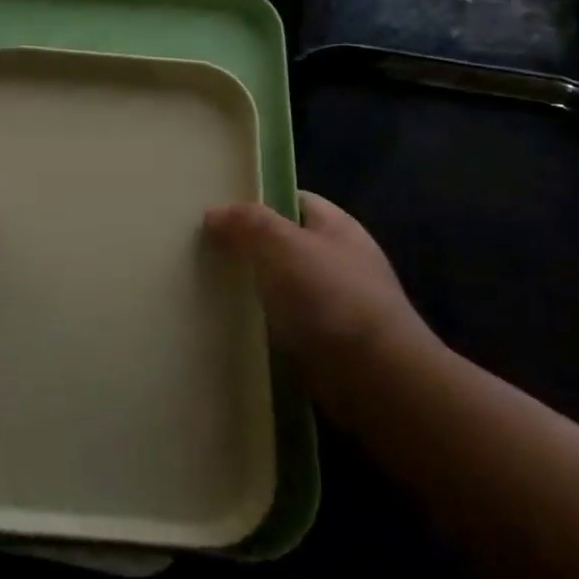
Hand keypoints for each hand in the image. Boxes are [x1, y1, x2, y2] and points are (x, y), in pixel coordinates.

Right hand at [204, 192, 439, 420]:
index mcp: (336, 226)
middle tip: (203, 252)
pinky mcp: (327, 343)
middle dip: (248, 248)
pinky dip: (263, 326)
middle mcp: (339, 260)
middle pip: (284, 244)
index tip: (218, 214)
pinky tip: (233, 329)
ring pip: (282, 287)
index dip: (257, 202)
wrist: (375, 377)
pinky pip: (285, 325)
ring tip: (208, 290)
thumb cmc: (329, 296)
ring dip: (252, 291)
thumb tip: (213, 213)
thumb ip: (246, 222)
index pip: (293, 201)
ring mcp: (336, 304)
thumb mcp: (281, 244)